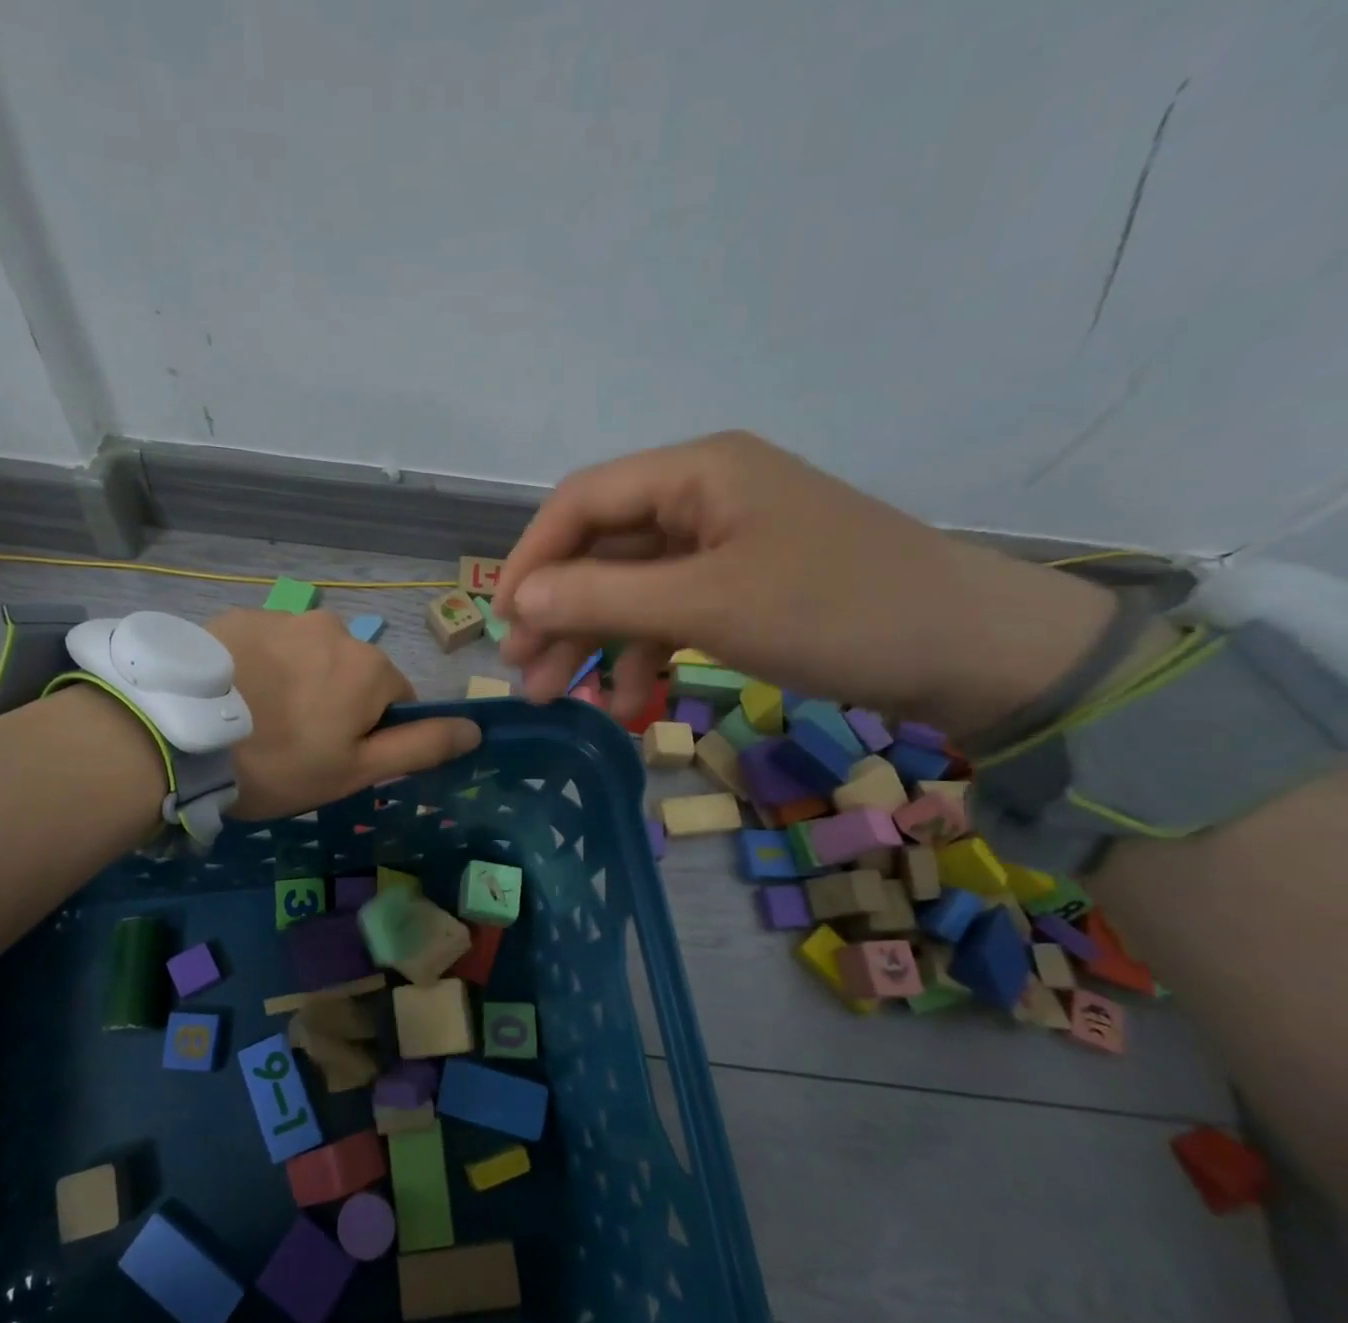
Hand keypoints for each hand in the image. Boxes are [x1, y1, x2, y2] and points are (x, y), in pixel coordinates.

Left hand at [206, 607, 481, 818]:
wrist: (180, 734)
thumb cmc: (280, 762)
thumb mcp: (356, 769)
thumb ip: (419, 746)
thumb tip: (475, 728)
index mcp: (370, 667)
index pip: (396, 699)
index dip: (370, 733)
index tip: (333, 757)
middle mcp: (335, 629)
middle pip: (352, 672)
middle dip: (334, 702)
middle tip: (292, 742)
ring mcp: (283, 617)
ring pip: (309, 656)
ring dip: (297, 681)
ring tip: (256, 718)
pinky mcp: (238, 616)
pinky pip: (268, 644)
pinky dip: (261, 666)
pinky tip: (233, 695)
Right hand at [491, 431, 1118, 738]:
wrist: (972, 651)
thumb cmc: (835, 613)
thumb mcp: (707, 605)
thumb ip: (602, 596)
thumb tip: (516, 601)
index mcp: (696, 472)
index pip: (582, 502)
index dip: (532, 559)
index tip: (501, 622)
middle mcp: (703, 495)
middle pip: (601, 548)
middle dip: (557, 611)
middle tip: (523, 674)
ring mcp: (724, 541)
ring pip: (630, 586)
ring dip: (592, 639)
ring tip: (560, 696)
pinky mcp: (742, 583)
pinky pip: (670, 611)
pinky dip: (643, 653)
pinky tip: (628, 700)